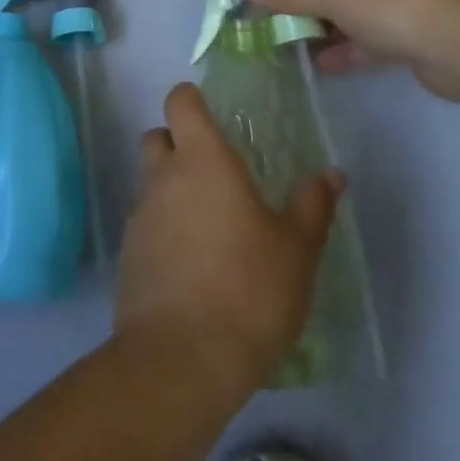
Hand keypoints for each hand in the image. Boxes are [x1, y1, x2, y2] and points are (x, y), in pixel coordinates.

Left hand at [115, 83, 341, 399]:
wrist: (180, 360)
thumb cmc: (247, 291)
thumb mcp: (296, 251)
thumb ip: (312, 206)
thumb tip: (331, 173)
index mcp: (202, 159)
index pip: (180, 101)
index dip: (192, 100)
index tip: (212, 115)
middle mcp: (163, 177)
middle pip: (157, 136)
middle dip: (177, 143)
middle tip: (212, 171)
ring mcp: (140, 215)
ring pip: (149, 182)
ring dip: (170, 190)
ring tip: (207, 226)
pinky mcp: (127, 255)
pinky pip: (144, 225)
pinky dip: (162, 231)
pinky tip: (189, 266)